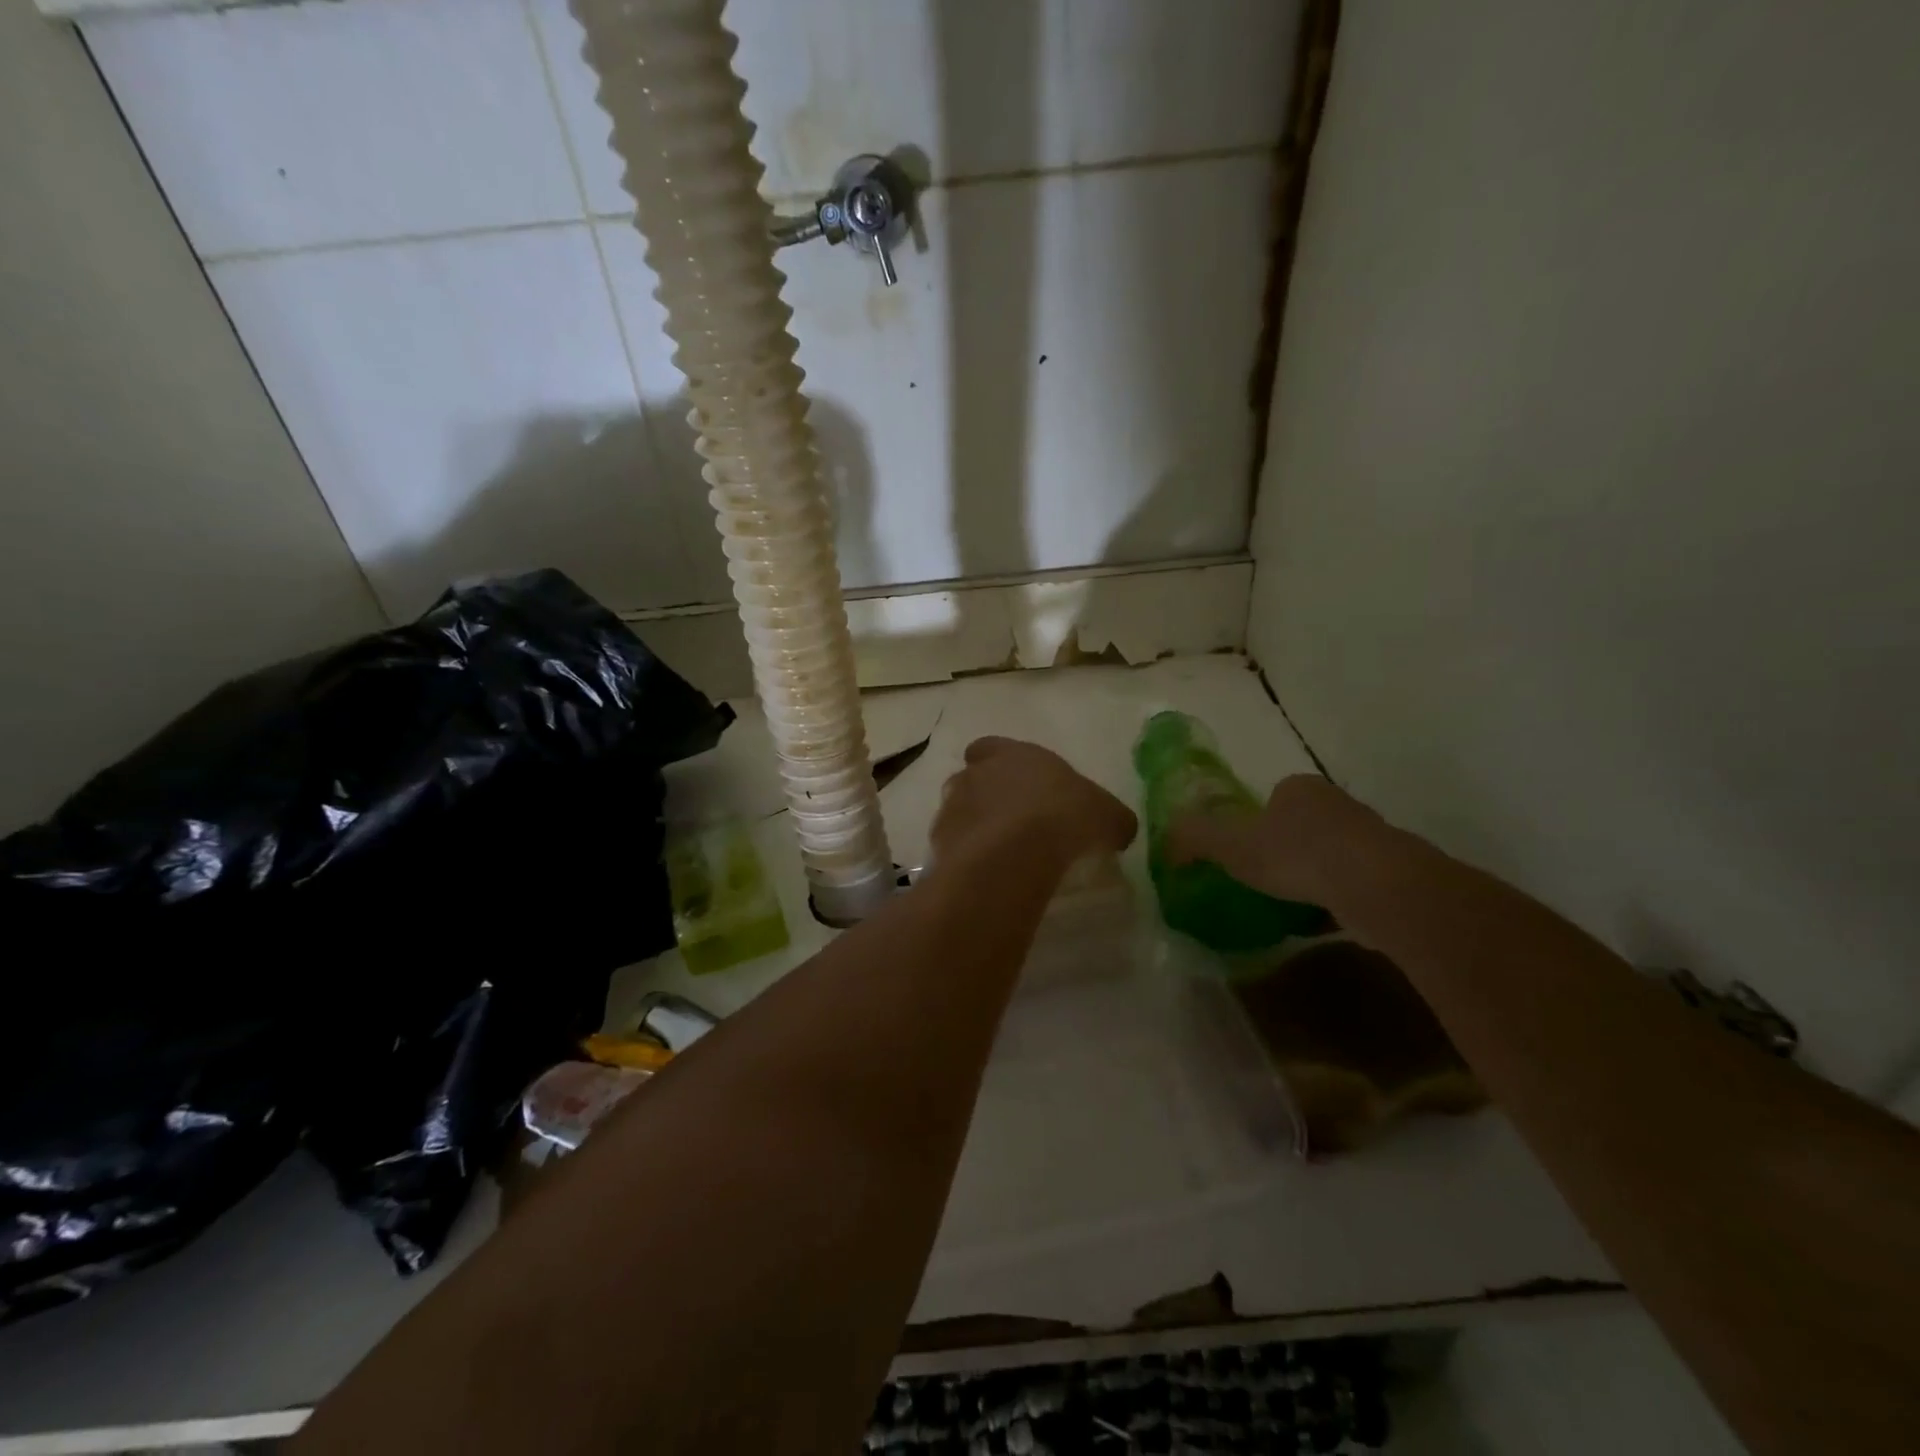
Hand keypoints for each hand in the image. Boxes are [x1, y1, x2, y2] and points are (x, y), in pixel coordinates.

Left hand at [931, 737, 1136, 870]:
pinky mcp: (941, 840)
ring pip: (958, 810)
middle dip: (986, 796)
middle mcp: (977, 773)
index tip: (1016, 784)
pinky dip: (965, 855)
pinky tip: (986, 873)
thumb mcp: (1109, 816)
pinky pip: (953, 845)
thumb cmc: (1066, 817)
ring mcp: (954, 805)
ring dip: (974, 825)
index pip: (991, 747)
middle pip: (972, 779)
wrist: (1017, 851)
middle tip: (1011, 823)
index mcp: (1013, 754)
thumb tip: (1119, 829)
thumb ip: (1112, 819)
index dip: (1000, 762)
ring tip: (999, 853)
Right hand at [1166, 773, 1387, 907]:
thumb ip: (1194, 837)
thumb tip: (1165, 839)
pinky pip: (1353, 885)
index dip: (1255, 823)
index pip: (1273, 798)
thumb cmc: (1296, 855)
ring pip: (1331, 855)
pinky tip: (1320, 922)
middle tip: (1263, 881)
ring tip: (1289, 905)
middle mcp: (1338, 804)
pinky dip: (1336, 900)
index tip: (1243, 854)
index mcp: (1299, 789)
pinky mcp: (1392, 873)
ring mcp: (1370, 838)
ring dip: (1313, 876)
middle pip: (1303, 825)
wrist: (1376, 887)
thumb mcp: (1229, 844)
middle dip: (1285, 850)